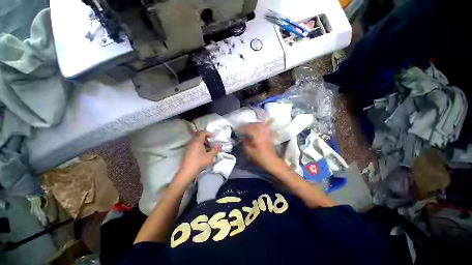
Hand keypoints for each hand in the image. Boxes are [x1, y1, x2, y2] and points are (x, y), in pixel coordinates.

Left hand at [177, 131, 220, 182]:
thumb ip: (215, 150)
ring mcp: (188, 146)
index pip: (203, 133)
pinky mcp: (187, 150)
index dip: (209, 133)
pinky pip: (193, 143)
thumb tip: (220, 147)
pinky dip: (198, 144)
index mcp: (197, 141)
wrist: (188, 171)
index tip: (214, 136)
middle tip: (210, 141)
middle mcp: (192, 142)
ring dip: (202, 141)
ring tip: (207, 146)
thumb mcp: (210, 157)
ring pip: (195, 139)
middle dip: (205, 136)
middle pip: (198, 135)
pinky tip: (202, 151)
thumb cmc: (199, 162)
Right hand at [242, 122, 283, 172]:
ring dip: (253, 125)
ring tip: (249, 127)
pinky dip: (259, 127)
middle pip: (254, 125)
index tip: (238, 128)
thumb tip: (244, 138)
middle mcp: (262, 132)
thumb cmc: (260, 157)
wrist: (272, 161)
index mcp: (257, 136)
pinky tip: (257, 128)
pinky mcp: (269, 135)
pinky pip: (264, 127)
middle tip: (242, 127)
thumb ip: (245, 144)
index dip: (243, 127)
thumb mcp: (250, 152)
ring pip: (259, 125)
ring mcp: (267, 133)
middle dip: (248, 125)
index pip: (249, 128)